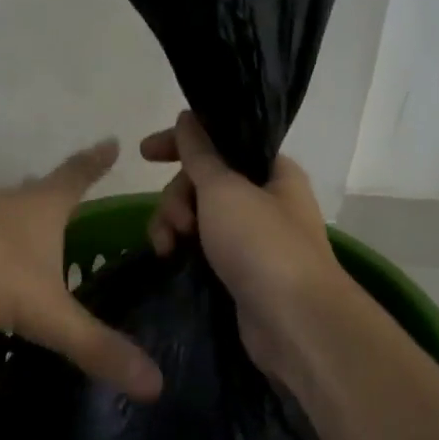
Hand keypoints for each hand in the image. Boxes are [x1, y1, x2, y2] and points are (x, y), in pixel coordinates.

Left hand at [0, 141, 162, 400]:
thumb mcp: (44, 311)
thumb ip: (94, 345)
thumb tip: (156, 384)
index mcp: (39, 208)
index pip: (77, 177)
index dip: (95, 162)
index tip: (111, 140)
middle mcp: (3, 203)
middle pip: (35, 191)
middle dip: (54, 192)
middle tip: (69, 194)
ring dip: (15, 222)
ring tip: (28, 238)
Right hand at [140, 112, 349, 379]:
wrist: (293, 321)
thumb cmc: (262, 244)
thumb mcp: (225, 190)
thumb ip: (200, 154)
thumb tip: (188, 117)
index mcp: (272, 172)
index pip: (221, 142)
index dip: (180, 143)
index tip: (144, 153)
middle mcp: (264, 201)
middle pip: (204, 182)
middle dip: (177, 197)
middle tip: (177, 223)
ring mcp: (252, 240)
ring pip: (198, 218)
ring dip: (174, 225)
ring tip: (167, 248)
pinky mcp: (238, 272)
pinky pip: (202, 249)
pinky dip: (183, 250)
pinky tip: (169, 260)